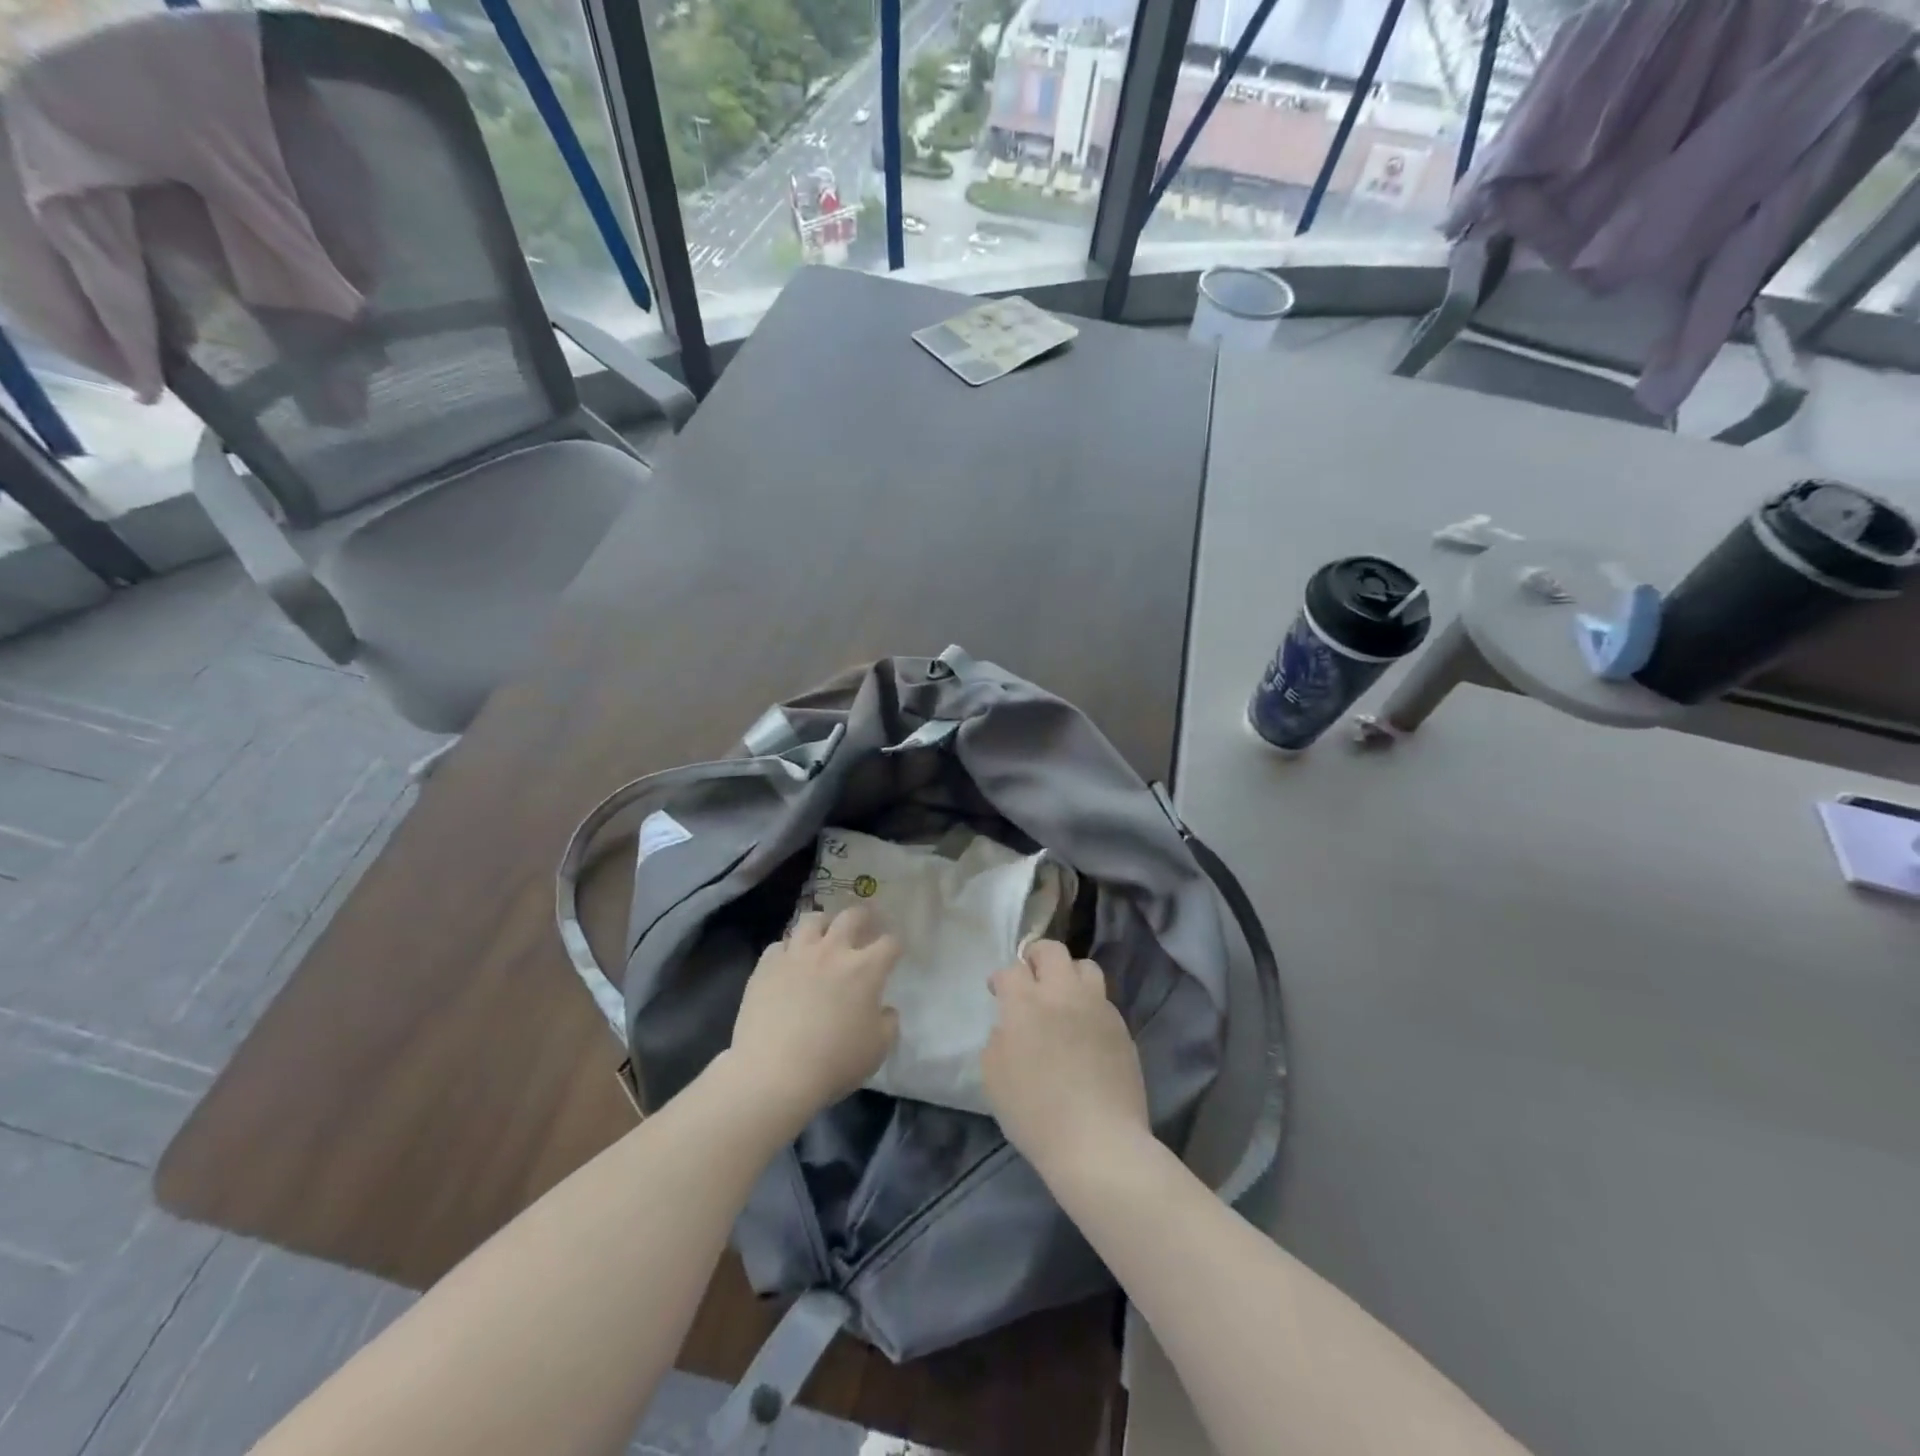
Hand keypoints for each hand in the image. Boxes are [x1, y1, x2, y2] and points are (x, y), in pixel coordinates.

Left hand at [725, 906, 899, 1121]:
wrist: (774, 1072)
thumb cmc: (834, 1062)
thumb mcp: (877, 1049)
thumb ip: (888, 1023)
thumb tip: (885, 1010)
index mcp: (865, 969)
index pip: (889, 943)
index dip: (895, 946)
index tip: (894, 952)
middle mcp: (832, 951)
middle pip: (852, 916)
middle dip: (863, 917)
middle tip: (865, 924)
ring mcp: (796, 955)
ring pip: (812, 920)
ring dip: (823, 925)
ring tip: (823, 935)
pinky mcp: (766, 966)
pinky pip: (779, 945)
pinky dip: (787, 950)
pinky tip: (788, 962)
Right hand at [982, 940, 1149, 1181]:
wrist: (1098, 1142)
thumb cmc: (1035, 1114)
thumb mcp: (994, 1078)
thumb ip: (998, 1040)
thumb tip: (1010, 1027)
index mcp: (1026, 1004)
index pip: (1012, 970)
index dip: (1001, 979)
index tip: (997, 991)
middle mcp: (1063, 994)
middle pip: (1052, 951)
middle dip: (1036, 957)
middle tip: (1029, 977)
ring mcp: (1097, 1008)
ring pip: (1085, 967)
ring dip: (1068, 974)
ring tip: (1062, 996)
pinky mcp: (1121, 1027)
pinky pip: (1103, 1000)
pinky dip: (1089, 1004)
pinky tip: (1084, 1029)